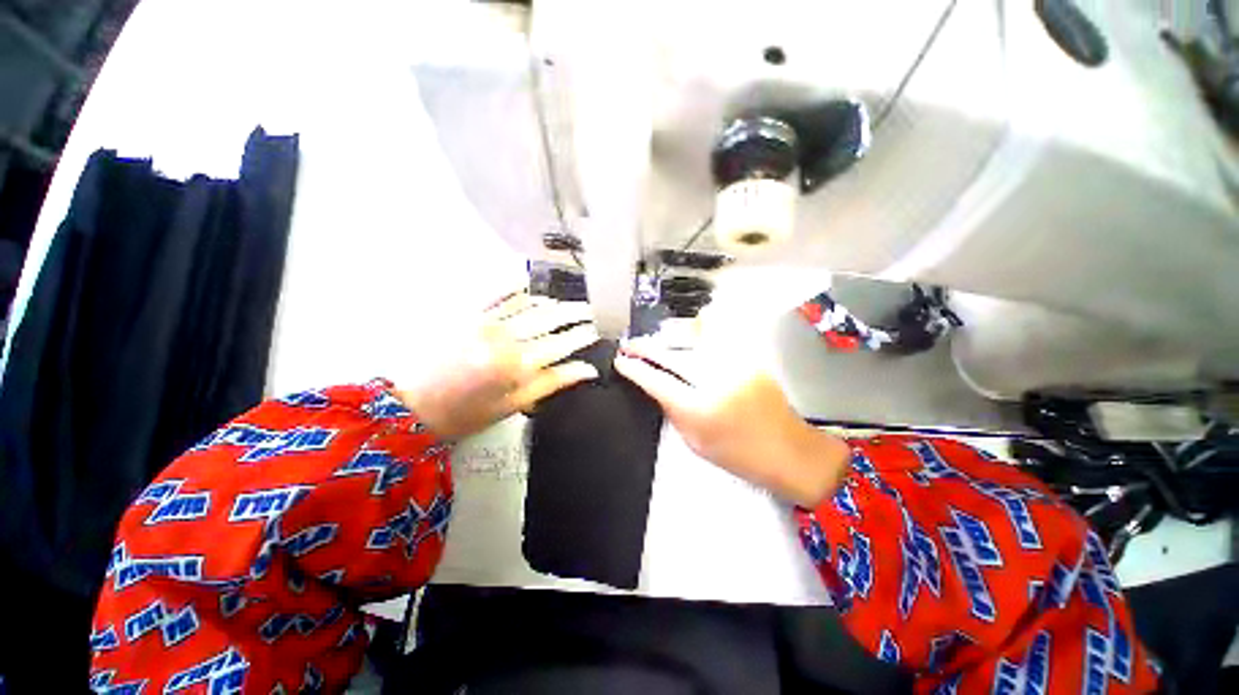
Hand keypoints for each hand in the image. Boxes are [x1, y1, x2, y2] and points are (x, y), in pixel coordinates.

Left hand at [397, 293, 599, 439]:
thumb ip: (552, 382)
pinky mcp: (469, 314)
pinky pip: (497, 294)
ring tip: (566, 302)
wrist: (413, 405)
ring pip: (529, 303)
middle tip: (590, 310)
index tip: (596, 330)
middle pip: (550, 318)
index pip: (562, 343)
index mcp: (520, 364)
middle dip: (575, 312)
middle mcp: (507, 337)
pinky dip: (516, 287)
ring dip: (551, 301)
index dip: (582, 335)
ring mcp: (487, 321)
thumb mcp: (515, 405)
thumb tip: (587, 370)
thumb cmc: (469, 413)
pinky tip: (529, 283)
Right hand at [614, 340, 849, 506]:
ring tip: (653, 341)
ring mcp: (734, 365)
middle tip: (629, 346)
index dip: (634, 369)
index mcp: (700, 409)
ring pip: (691, 340)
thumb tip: (655, 385)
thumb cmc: (738, 454)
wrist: (788, 449)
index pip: (657, 381)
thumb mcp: (695, 441)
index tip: (620, 361)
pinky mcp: (748, 358)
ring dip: (667, 339)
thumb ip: (672, 409)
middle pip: (671, 355)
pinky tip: (684, 337)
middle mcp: (715, 380)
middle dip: (645, 348)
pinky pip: (714, 340)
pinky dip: (694, 336)